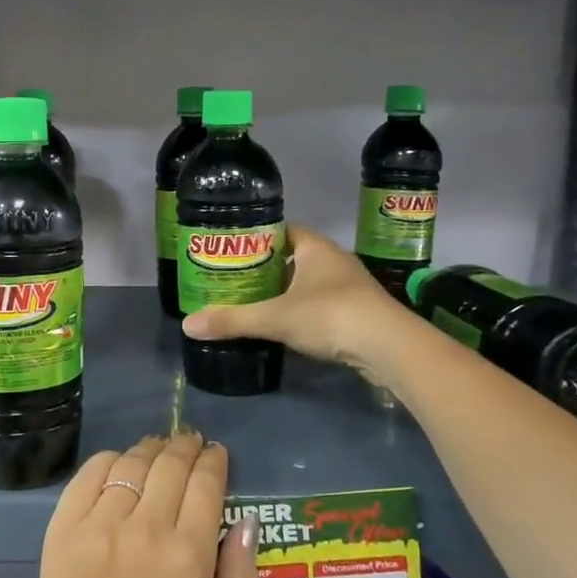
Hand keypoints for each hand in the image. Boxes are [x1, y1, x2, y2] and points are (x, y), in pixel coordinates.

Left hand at [24, 431, 258, 577]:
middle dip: (186, 446)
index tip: (216, 454)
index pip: (206, 483)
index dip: (214, 460)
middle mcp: (143, 528)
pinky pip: (90, 474)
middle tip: (191, 442)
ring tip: (159, 450)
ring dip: (151, 450)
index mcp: (187, 555)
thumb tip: (246, 521)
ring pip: (131, 463)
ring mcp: (98, 524)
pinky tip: (120, 464)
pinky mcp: (64, 528)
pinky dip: (110, 460)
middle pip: (169, 464)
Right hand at [183, 223, 400, 374]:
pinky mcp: (360, 312)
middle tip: (238, 278)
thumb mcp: (274, 318)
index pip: (284, 230)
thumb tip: (187, 324)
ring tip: (256, 302)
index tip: (235, 249)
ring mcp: (351, 286)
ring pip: (310, 282)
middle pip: (295, 256)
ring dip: (288, 290)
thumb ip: (233, 319)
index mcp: (315, 248)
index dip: (260, 236)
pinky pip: (323, 303)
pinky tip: (287, 325)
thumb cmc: (330, 315)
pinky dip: (304, 310)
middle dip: (269, 267)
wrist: (389, 347)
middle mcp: (335, 260)